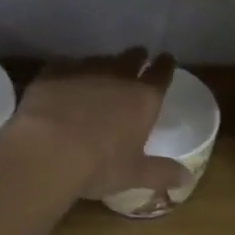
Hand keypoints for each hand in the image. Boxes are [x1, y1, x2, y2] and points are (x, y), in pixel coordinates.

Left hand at [8, 49, 190, 199]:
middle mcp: (117, 76)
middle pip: (132, 57)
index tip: (166, 60)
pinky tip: (64, 83)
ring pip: (99, 60)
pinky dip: (69, 72)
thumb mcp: (134, 174)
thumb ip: (162, 173)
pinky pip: (66, 66)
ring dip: (103, 66)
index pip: (161, 73)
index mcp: (143, 98)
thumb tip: (187, 177)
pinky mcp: (53, 73)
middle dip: (137, 58)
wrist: (47, 152)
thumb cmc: (99, 166)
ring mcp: (83, 70)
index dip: (165, 65)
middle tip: (137, 61)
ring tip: (99, 76)